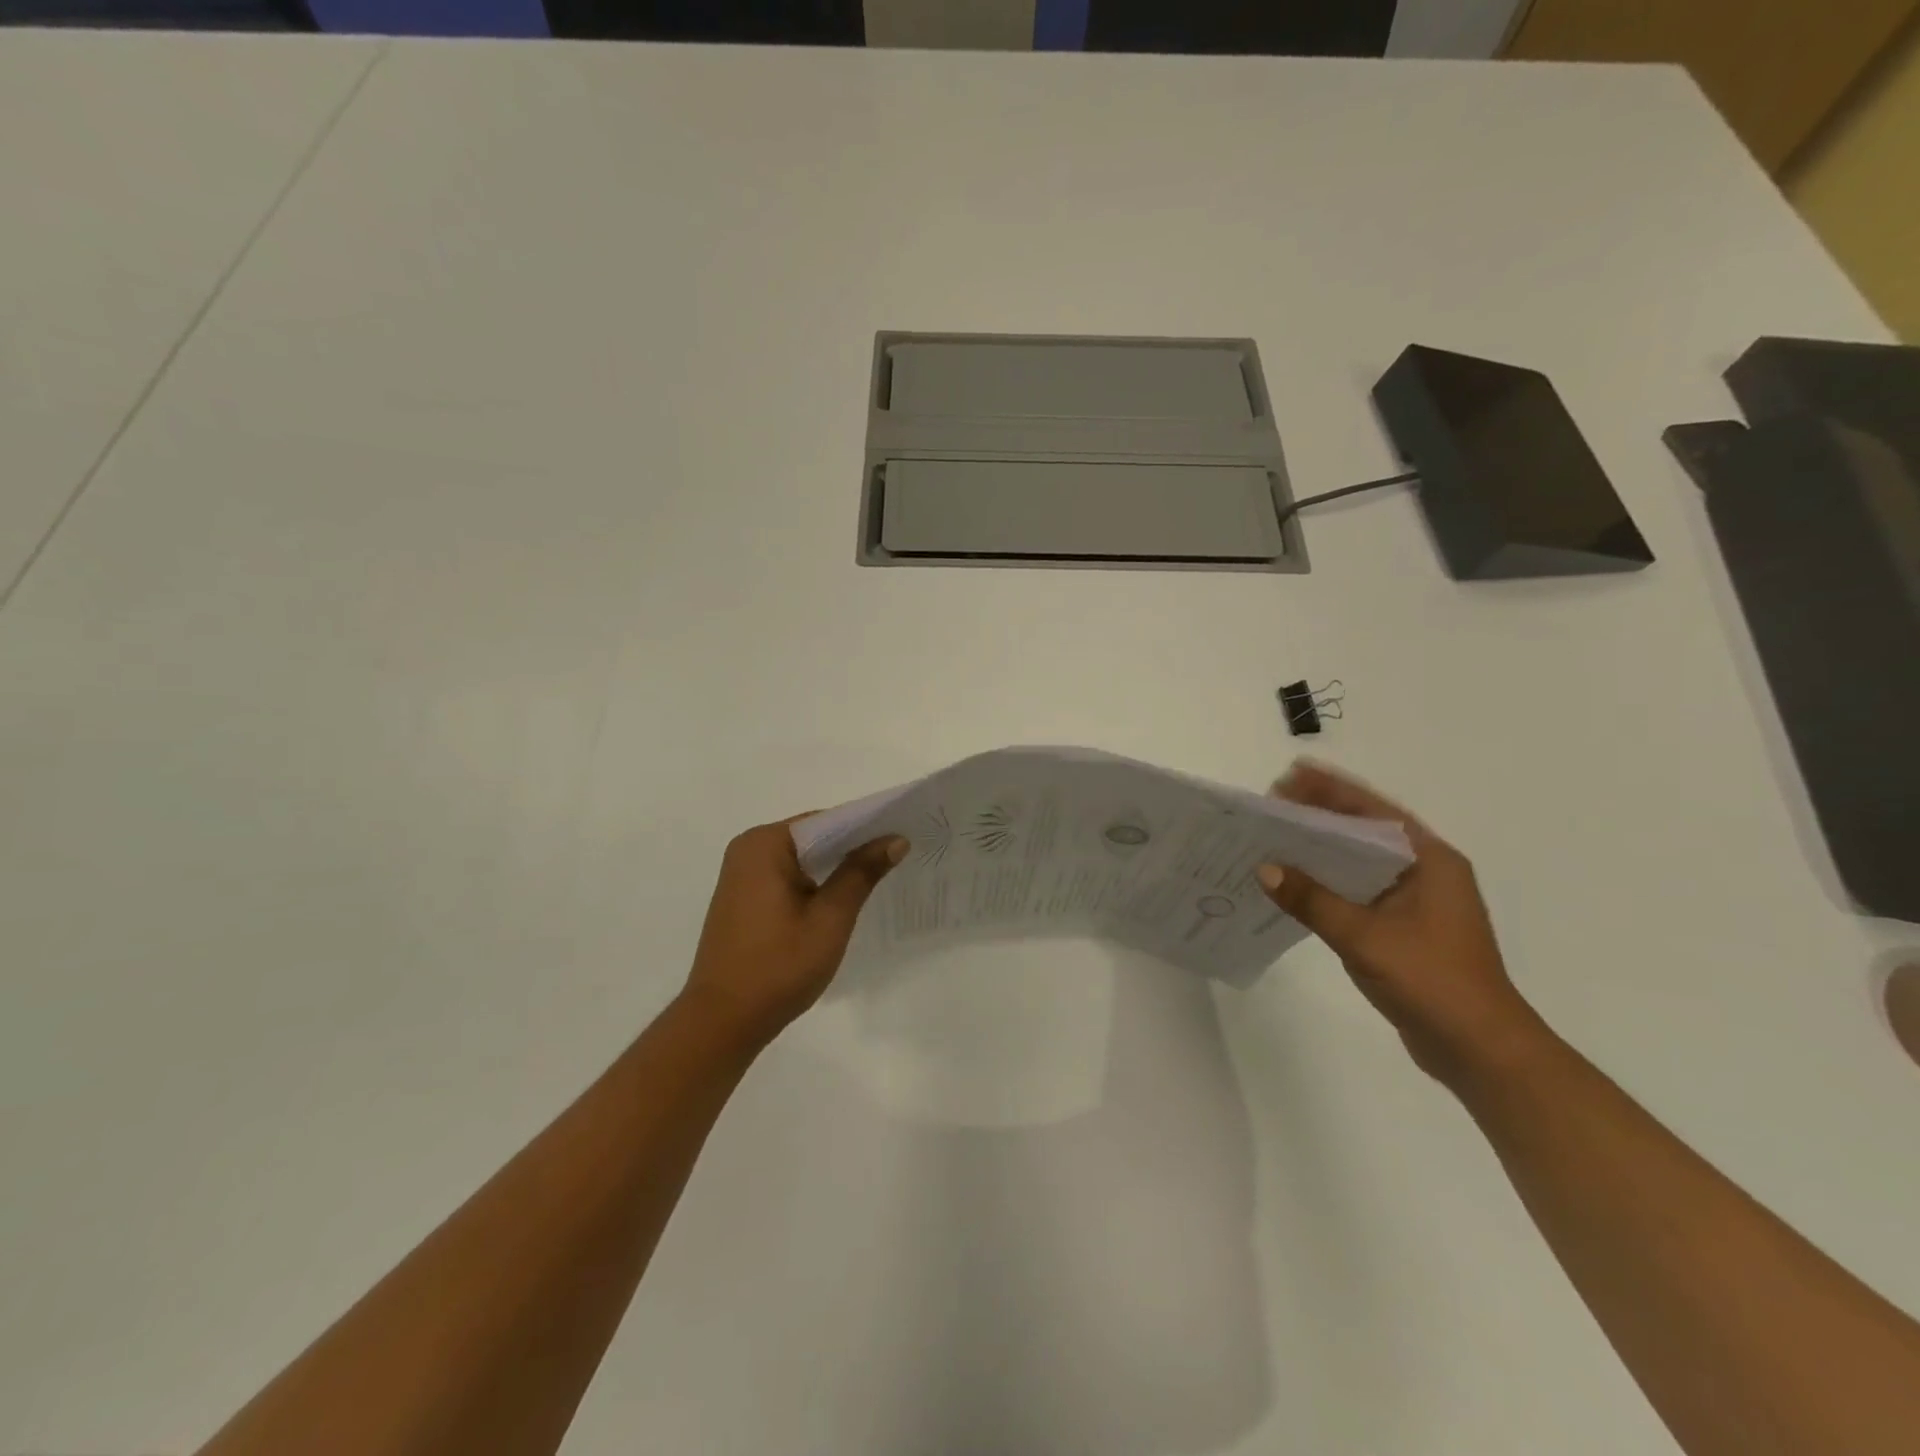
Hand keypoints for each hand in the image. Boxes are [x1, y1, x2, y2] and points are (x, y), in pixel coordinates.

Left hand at [680, 817, 907, 1046]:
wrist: (722, 1022)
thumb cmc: (779, 967)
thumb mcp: (830, 918)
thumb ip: (861, 873)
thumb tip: (895, 839)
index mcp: (765, 844)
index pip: (826, 821)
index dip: (866, 828)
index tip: (901, 834)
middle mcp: (748, 849)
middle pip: (813, 837)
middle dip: (851, 847)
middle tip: (897, 855)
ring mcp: (741, 874)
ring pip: (801, 858)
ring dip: (833, 867)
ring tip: (878, 875)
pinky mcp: (742, 898)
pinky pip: (786, 876)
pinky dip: (813, 882)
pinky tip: (840, 898)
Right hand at [1255, 761, 1549, 1082]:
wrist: (1481, 1051)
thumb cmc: (1433, 982)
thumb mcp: (1365, 937)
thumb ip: (1313, 900)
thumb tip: (1265, 868)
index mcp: (1430, 861)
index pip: (1374, 811)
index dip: (1332, 790)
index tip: (1291, 775)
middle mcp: (1425, 873)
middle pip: (1364, 831)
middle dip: (1320, 815)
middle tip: (1272, 803)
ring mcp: (1415, 902)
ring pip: (1359, 862)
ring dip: (1320, 849)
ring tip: (1274, 836)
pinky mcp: (1402, 928)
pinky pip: (1357, 891)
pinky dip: (1327, 882)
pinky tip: (1294, 883)